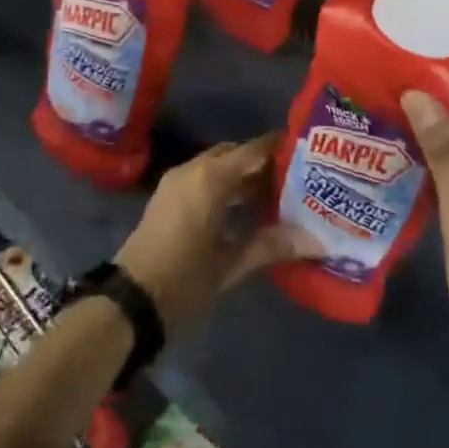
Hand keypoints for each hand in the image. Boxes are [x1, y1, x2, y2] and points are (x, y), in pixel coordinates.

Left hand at [114, 135, 317, 331]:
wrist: (131, 299)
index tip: (306, 152)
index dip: (279, 148)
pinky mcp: (169, 195)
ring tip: (277, 194)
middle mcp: (193, 168)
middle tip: (295, 178)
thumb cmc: (185, 279)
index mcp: (211, 177)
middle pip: (235, 154)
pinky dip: (225, 184)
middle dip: (262, 163)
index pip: (253, 150)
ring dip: (243, 175)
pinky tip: (245, 208)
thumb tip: (317, 241)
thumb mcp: (231, 263)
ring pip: (218, 165)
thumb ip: (272, 245)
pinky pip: (203, 177)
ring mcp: (177, 180)